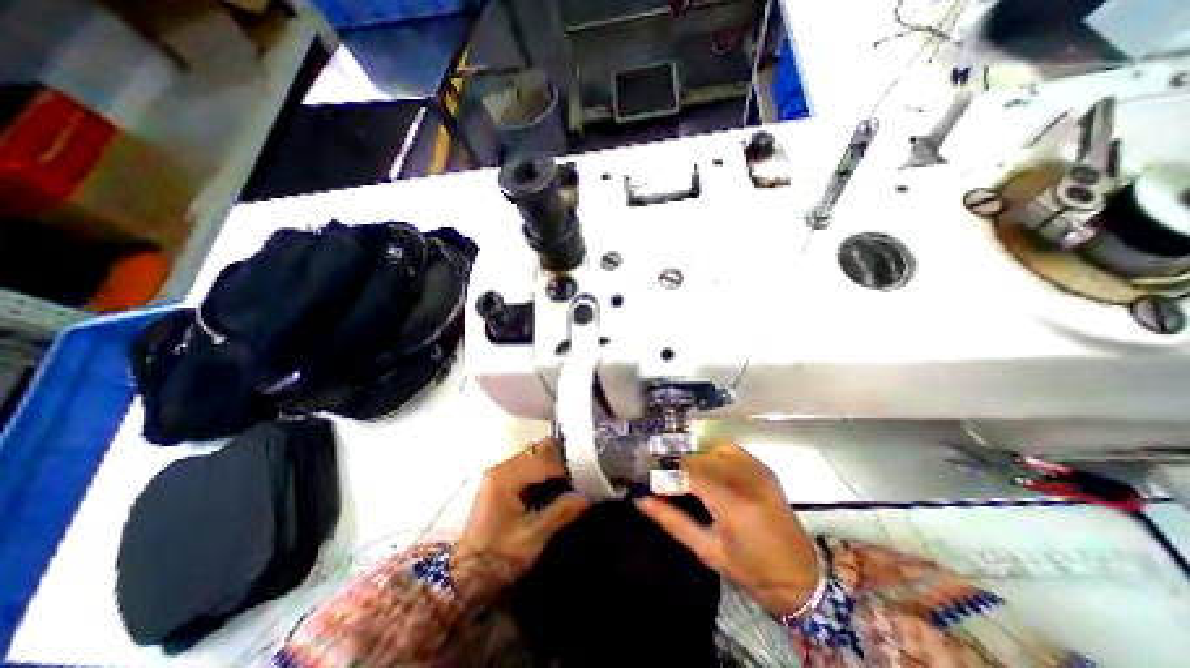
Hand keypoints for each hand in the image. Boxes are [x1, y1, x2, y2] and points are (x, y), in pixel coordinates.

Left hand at [451, 441, 588, 602]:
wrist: (464, 577)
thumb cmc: (497, 557)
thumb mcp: (532, 537)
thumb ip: (559, 513)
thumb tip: (586, 498)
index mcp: (506, 477)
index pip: (543, 460)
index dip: (564, 470)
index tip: (580, 483)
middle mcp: (501, 468)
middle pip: (536, 451)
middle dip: (558, 462)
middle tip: (575, 479)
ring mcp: (498, 474)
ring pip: (531, 455)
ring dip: (549, 465)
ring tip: (565, 483)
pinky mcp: (498, 483)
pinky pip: (525, 465)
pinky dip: (540, 471)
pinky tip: (549, 486)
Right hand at [637, 440, 823, 618]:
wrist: (800, 575)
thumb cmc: (751, 569)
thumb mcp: (706, 550)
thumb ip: (671, 520)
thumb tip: (641, 500)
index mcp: (732, 503)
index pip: (687, 472)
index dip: (664, 475)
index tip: (649, 481)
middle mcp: (745, 478)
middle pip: (697, 458)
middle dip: (676, 468)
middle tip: (665, 483)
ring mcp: (756, 468)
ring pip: (710, 449)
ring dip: (694, 461)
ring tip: (687, 479)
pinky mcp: (762, 466)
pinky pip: (728, 449)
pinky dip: (712, 455)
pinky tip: (710, 472)